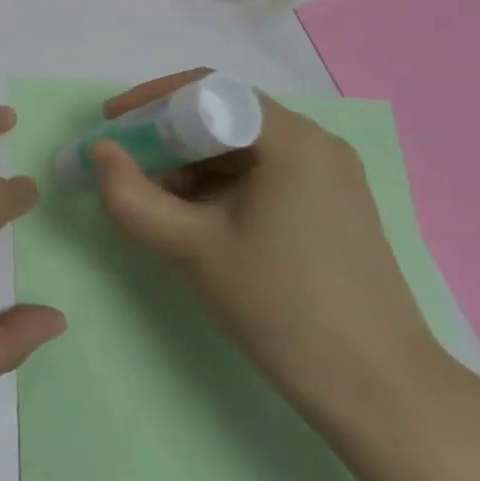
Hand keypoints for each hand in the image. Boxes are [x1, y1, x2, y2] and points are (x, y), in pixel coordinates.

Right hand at [90, 70, 440, 417]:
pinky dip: (218, 188)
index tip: (110, 126)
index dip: (150, 102)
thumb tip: (100, 155)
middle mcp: (315, 144)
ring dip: (188, 166)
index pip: (208, 90)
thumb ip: (134, 198)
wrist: (379, 390)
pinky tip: (193, 222)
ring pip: (240, 150)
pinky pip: (261, 176)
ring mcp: (328, 177)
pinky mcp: (329, 208)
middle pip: (223, 117)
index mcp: (291, 140)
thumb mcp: (194, 249)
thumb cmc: (283, 306)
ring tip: (152, 204)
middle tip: (124, 170)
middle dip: (165, 138)